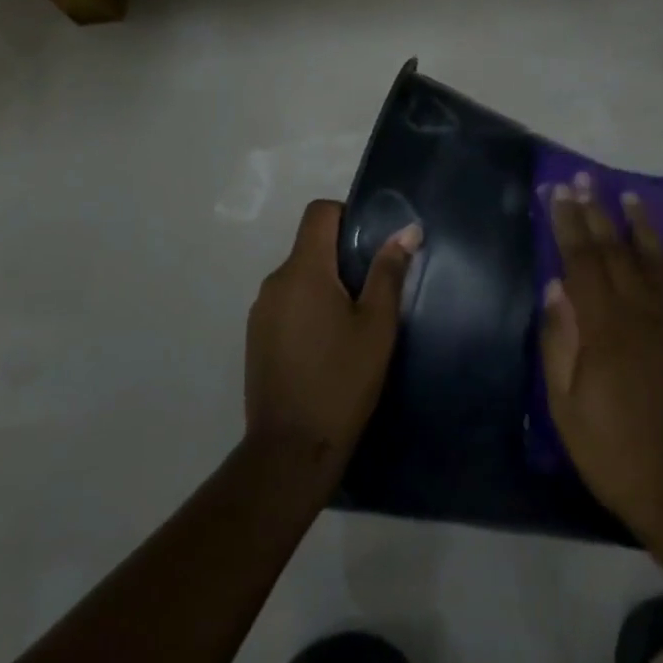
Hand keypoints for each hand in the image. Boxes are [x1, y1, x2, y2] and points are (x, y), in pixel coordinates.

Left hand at [245, 199, 421, 468]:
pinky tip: (328, 346)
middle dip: (341, 257)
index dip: (346, 214)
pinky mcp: (255, 337)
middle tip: (373, 290)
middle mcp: (275, 281)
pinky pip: (286, 304)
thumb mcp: (377, 326)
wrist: (291, 450)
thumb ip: (389, 272)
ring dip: (324, 286)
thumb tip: (407, 230)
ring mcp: (260, 311)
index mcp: (303, 270)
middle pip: (309, 245)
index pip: (319, 212)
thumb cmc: (342, 381)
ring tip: (353, 322)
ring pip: (298, 277)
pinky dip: (307, 309)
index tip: (370, 243)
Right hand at [541, 174, 662, 539]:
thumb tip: (555, 289)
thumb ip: (559, 342)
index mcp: (604, 327)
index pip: (581, 260)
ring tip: (629, 196)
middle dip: (596, 212)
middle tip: (584, 180)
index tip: (558, 193)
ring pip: (658, 260)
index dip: (568, 223)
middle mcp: (643, 313)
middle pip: (616, 250)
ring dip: (641, 225)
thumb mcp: (566, 406)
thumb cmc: (615, 452)